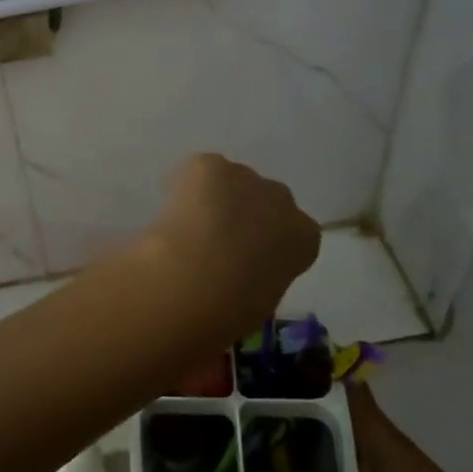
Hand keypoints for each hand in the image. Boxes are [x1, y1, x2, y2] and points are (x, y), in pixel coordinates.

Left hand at [132, 154, 320, 341]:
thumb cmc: (231, 306)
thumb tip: (237, 282)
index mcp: (303, 238)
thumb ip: (257, 281)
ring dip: (214, 199)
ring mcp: (244, 175)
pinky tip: (169, 211)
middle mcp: (281, 199)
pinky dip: (183, 187)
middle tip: (215, 242)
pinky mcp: (208, 165)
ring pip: (230, 182)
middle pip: (265, 200)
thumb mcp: (257, 303)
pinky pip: (196, 173)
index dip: (267, 245)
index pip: (295, 234)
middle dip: (245, 214)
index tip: (246, 260)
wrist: (196, 277)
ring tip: (186, 228)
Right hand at [279, 384, 472, 471]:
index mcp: (374, 432)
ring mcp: (391, 465)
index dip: (313, 372)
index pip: (343, 386)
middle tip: (259, 406)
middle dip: (304, 408)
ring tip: (273, 438)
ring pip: (345, 439)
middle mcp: (381, 439)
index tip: (275, 369)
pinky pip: (353, 465)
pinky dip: (331, 466)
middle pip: (337, 412)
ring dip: (316, 438)